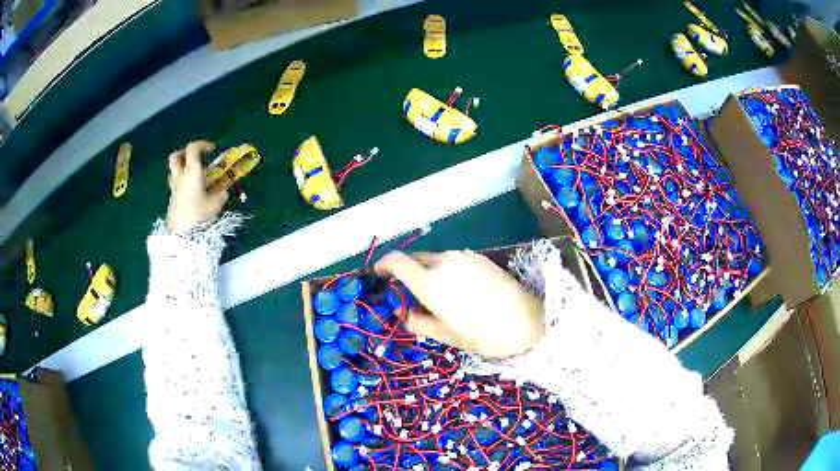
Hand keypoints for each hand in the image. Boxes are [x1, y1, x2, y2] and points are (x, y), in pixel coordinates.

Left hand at [166, 141, 227, 233]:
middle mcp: (180, 177)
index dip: (202, 144)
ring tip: (194, 176)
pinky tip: (193, 193)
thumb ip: (220, 193)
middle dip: (185, 153)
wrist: (181, 237)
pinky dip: (183, 183)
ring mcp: (174, 189)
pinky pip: (176, 185)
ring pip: (174, 171)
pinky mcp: (172, 200)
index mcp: (192, 172)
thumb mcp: (216, 204)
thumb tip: (223, 190)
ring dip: (183, 168)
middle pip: (176, 157)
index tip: (212, 148)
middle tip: (195, 158)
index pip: (193, 148)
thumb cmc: (199, 216)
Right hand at [375, 251, 544, 357]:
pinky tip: (457, 289)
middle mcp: (444, 262)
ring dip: (426, 270)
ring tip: (436, 295)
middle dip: (405, 272)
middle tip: (408, 293)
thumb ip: (417, 322)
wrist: (527, 321)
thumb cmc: (482, 334)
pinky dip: (445, 269)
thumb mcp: (445, 335)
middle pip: (414, 258)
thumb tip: (403, 313)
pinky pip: (452, 259)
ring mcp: (464, 256)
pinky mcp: (479, 257)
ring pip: (434, 258)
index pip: (396, 261)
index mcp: (430, 282)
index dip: (383, 265)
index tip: (379, 276)